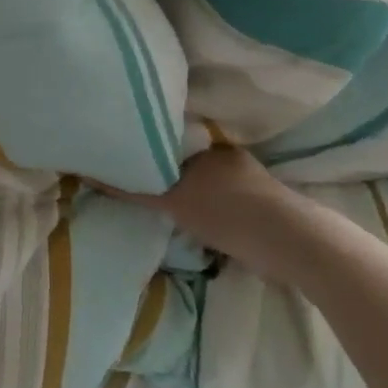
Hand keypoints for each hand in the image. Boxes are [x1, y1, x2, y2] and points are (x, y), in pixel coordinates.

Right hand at [115, 145, 314, 282]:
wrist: (292, 244)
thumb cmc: (228, 213)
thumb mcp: (175, 201)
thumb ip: (138, 190)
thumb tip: (95, 174)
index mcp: (209, 147)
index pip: (170, 143)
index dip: (150, 153)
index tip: (131, 165)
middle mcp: (229, 157)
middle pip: (190, 165)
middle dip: (173, 176)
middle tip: (149, 191)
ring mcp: (252, 181)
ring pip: (211, 186)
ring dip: (197, 198)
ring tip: (175, 213)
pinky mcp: (266, 207)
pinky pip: (228, 205)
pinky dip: (215, 214)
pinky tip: (205, 229)